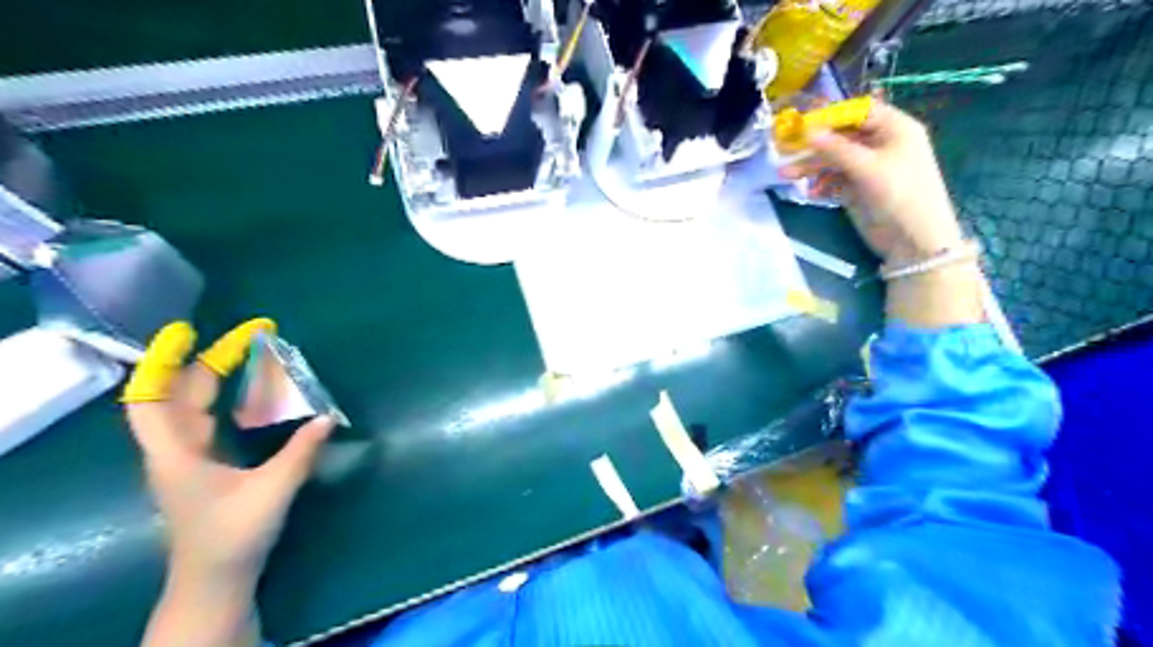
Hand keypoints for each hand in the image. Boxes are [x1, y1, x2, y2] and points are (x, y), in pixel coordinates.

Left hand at [125, 317, 330, 587]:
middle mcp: (175, 449)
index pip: (151, 399)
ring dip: (217, 378)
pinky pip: (208, 420)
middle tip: (252, 338)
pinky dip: (226, 399)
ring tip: (251, 356)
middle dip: (211, 361)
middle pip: (180, 394)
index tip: (188, 331)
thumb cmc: (234, 534)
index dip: (164, 362)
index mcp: (176, 453)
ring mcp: (187, 458)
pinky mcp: (203, 466)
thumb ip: (301, 452)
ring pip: (193, 406)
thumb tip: (327, 417)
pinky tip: (251, 394)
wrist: (215, 578)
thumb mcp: (273, 491)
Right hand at [785, 102, 965, 262]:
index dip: (832, 115)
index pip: (859, 112)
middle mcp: (880, 144)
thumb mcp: (867, 167)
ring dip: (811, 166)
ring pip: (834, 159)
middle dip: (815, 145)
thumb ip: (836, 148)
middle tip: (786, 150)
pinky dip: (820, 182)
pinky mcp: (857, 189)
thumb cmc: (899, 194)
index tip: (804, 123)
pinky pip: (834, 179)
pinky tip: (810, 191)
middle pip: (842, 136)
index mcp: (894, 129)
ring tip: (785, 174)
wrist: (913, 239)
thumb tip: (807, 131)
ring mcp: (867, 168)